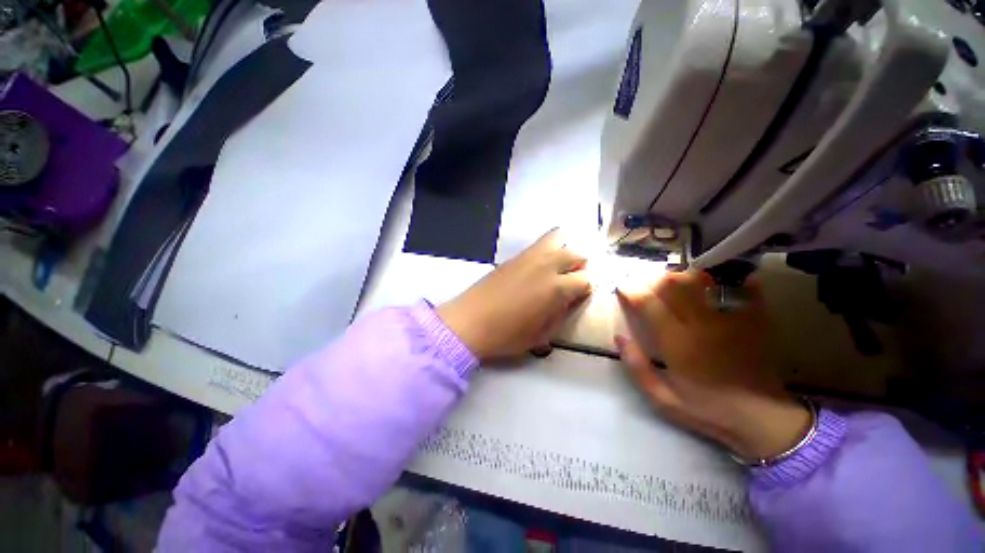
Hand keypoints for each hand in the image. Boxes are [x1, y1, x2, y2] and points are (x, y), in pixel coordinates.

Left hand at [438, 230, 591, 360]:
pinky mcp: (514, 256)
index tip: (578, 297)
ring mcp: (529, 257)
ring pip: (558, 239)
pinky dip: (547, 250)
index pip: (586, 279)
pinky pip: (538, 244)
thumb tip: (570, 300)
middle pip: (576, 253)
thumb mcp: (541, 335)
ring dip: (564, 252)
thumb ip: (561, 314)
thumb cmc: (506, 335)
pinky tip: (539, 266)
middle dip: (579, 267)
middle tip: (570, 282)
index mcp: (557, 288)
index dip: (585, 289)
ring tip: (556, 269)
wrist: (469, 322)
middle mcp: (547, 266)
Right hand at [616, 270, 810, 460]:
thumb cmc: (708, 410)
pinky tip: (715, 278)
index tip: (622, 287)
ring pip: (700, 281)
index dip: (630, 291)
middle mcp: (700, 324)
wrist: (763, 420)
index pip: (647, 303)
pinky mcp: (752, 319)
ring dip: (681, 276)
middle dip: (653, 279)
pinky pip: (737, 288)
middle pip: (672, 285)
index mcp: (676, 342)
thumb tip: (620, 337)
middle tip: (644, 282)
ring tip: (672, 280)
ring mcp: (729, 318)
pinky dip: (724, 279)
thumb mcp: (661, 398)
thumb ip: (636, 366)